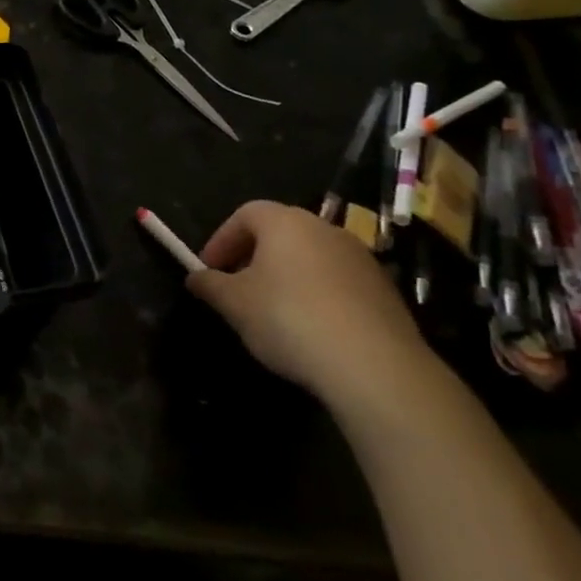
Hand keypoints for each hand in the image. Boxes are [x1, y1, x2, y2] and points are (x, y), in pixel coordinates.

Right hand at [186, 200, 436, 412]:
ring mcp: (360, 258)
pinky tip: (310, 330)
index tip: (209, 269)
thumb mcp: (234, 304)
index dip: (222, 239)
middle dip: (253, 257)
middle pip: (280, 233)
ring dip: (286, 277)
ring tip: (272, 313)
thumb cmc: (289, 319)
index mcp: (285, 222)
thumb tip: (196, 278)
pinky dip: (317, 296)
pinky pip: (338, 283)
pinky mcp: (385, 291)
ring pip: (311, 258)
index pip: (245, 214)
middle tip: (236, 288)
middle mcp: (325, 229)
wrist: (375, 366)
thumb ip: (210, 285)